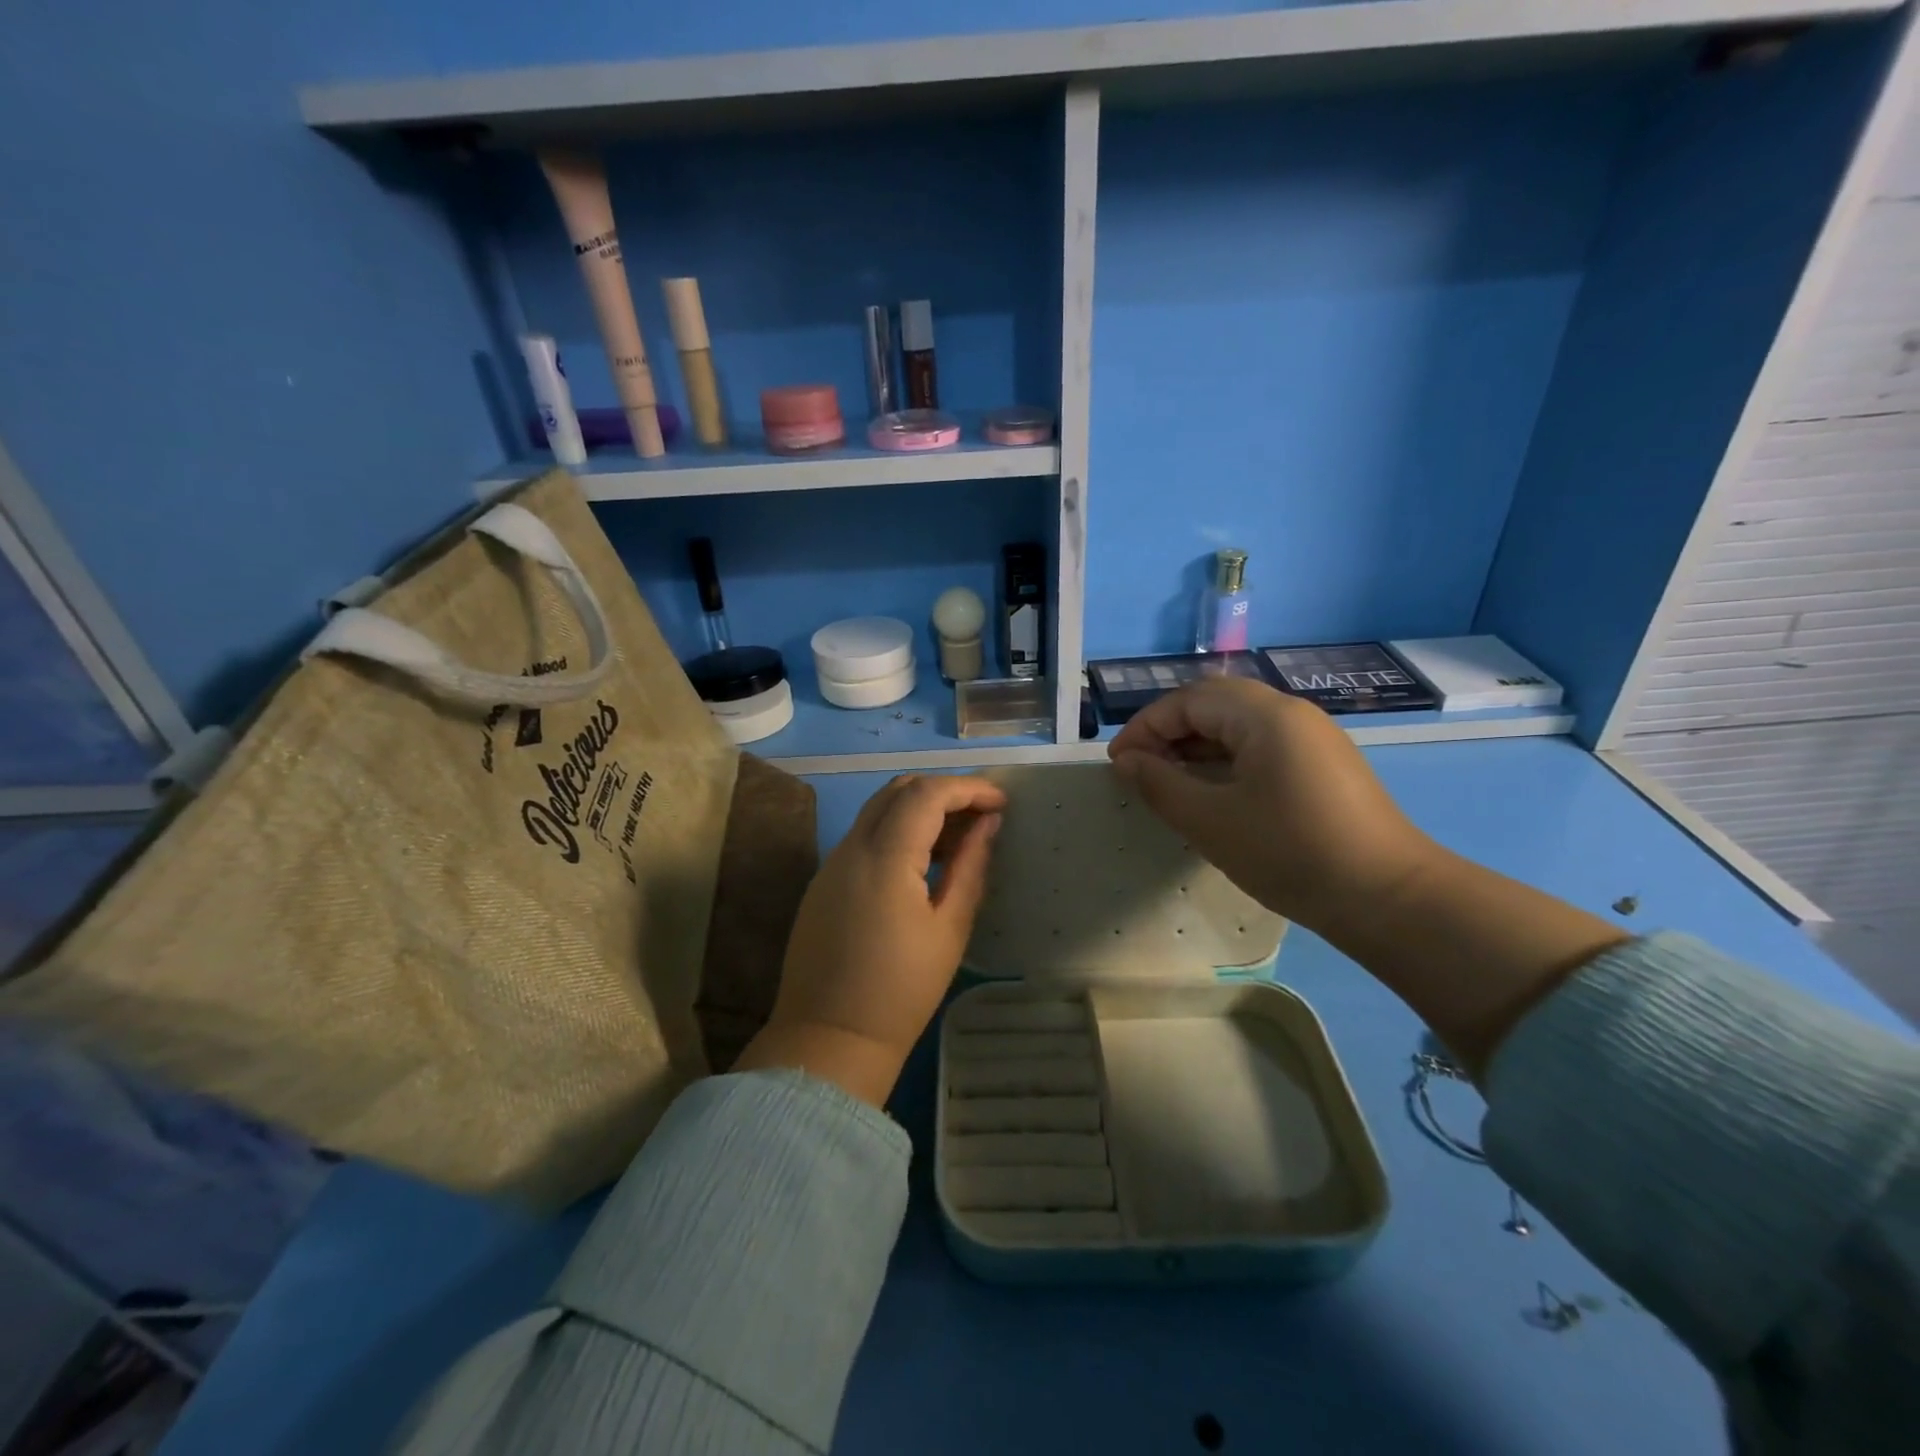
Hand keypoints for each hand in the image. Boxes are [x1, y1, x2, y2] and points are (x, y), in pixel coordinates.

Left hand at [733, 773, 1006, 1105]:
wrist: (830, 1041)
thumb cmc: (902, 991)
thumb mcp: (949, 928)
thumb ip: (971, 867)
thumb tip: (989, 824)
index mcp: (884, 858)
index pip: (926, 794)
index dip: (967, 789)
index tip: (1001, 803)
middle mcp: (851, 848)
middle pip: (898, 790)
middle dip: (943, 792)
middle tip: (980, 817)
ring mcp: (831, 863)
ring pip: (877, 810)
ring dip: (919, 809)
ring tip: (958, 840)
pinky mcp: (823, 882)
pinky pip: (864, 836)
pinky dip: (897, 831)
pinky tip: (922, 863)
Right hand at [1111, 676, 1625, 1076]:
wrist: (1389, 898)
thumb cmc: (1290, 852)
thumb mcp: (1211, 821)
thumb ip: (1160, 785)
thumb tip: (1127, 762)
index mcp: (1264, 715)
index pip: (1189, 700)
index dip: (1145, 727)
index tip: (1118, 764)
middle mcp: (1292, 714)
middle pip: (1215, 705)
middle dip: (1169, 732)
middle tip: (1141, 770)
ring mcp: (1314, 739)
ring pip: (1240, 726)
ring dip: (1197, 747)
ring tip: (1169, 784)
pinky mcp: (1325, 765)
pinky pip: (1263, 747)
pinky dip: (1227, 761)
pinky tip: (1214, 795)